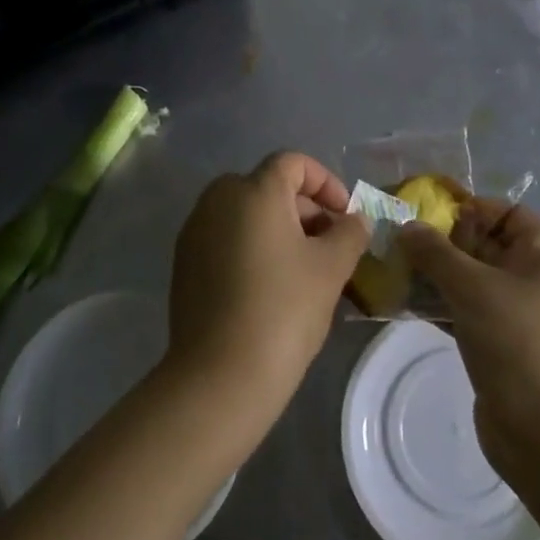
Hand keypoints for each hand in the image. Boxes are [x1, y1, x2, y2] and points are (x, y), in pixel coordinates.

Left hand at [165, 152, 368, 435]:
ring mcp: (195, 231)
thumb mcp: (331, 268)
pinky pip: (227, 238)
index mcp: (252, 190)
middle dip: (305, 210)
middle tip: (331, 246)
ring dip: (280, 230)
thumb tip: (355, 220)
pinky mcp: (185, 263)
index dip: (326, 182)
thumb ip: (349, 233)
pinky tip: (272, 287)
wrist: (219, 376)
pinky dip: (253, 248)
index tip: (346, 216)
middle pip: (269, 187)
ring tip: (307, 270)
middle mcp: (217, 200)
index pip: (293, 163)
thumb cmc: (283, 310)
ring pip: (246, 214)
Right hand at [397, 199, 539, 452]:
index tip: (436, 214)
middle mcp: (532, 281)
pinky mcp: (498, 346)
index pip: (512, 213)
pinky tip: (408, 304)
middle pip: (488, 245)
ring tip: (399, 269)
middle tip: (405, 240)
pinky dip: (441, 305)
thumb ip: (435, 252)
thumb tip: (407, 226)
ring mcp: (516, 316)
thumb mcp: (471, 285)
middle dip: (447, 240)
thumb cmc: (514, 340)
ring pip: (472, 280)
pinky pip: (466, 312)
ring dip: (438, 274)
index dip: (477, 207)